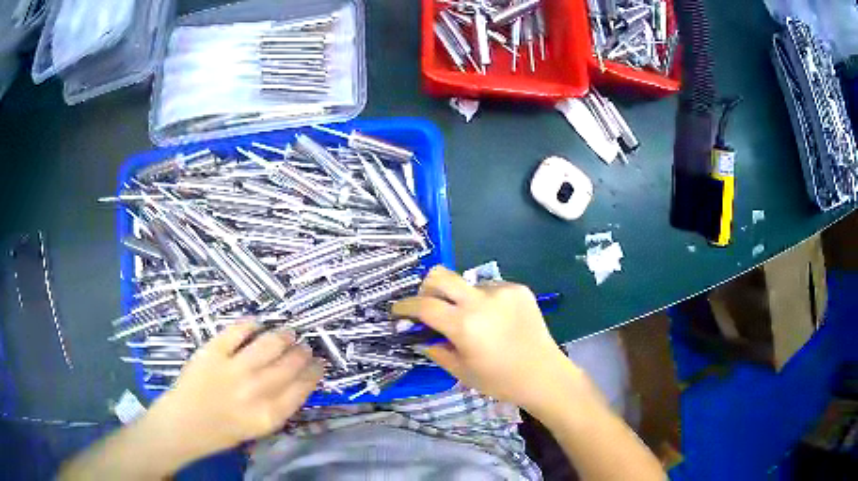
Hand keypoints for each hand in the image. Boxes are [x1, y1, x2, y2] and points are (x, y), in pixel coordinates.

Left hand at [145, 322, 322, 460]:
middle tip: (305, 347)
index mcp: (269, 414)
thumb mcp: (259, 428)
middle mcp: (256, 390)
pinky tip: (257, 324)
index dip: (314, 373)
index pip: (302, 388)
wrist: (186, 423)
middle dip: (302, 353)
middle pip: (288, 365)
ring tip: (288, 333)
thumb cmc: (224, 430)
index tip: (320, 364)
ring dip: (283, 336)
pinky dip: (251, 325)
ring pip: (269, 344)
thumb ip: (279, 406)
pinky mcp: (213, 351)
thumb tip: (297, 381)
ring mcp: (233, 368)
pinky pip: (238, 331)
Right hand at [392, 267, 587, 411]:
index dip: (405, 306)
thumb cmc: (499, 380)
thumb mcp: (460, 371)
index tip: (398, 311)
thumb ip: (434, 348)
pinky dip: (483, 301)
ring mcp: (502, 291)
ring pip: (466, 283)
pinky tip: (494, 320)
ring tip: (473, 321)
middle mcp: (481, 300)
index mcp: (464, 325)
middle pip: (440, 275)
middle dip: (426, 288)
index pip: (423, 305)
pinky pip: (489, 288)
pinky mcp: (518, 289)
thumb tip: (416, 334)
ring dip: (460, 299)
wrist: (544, 374)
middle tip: (429, 306)